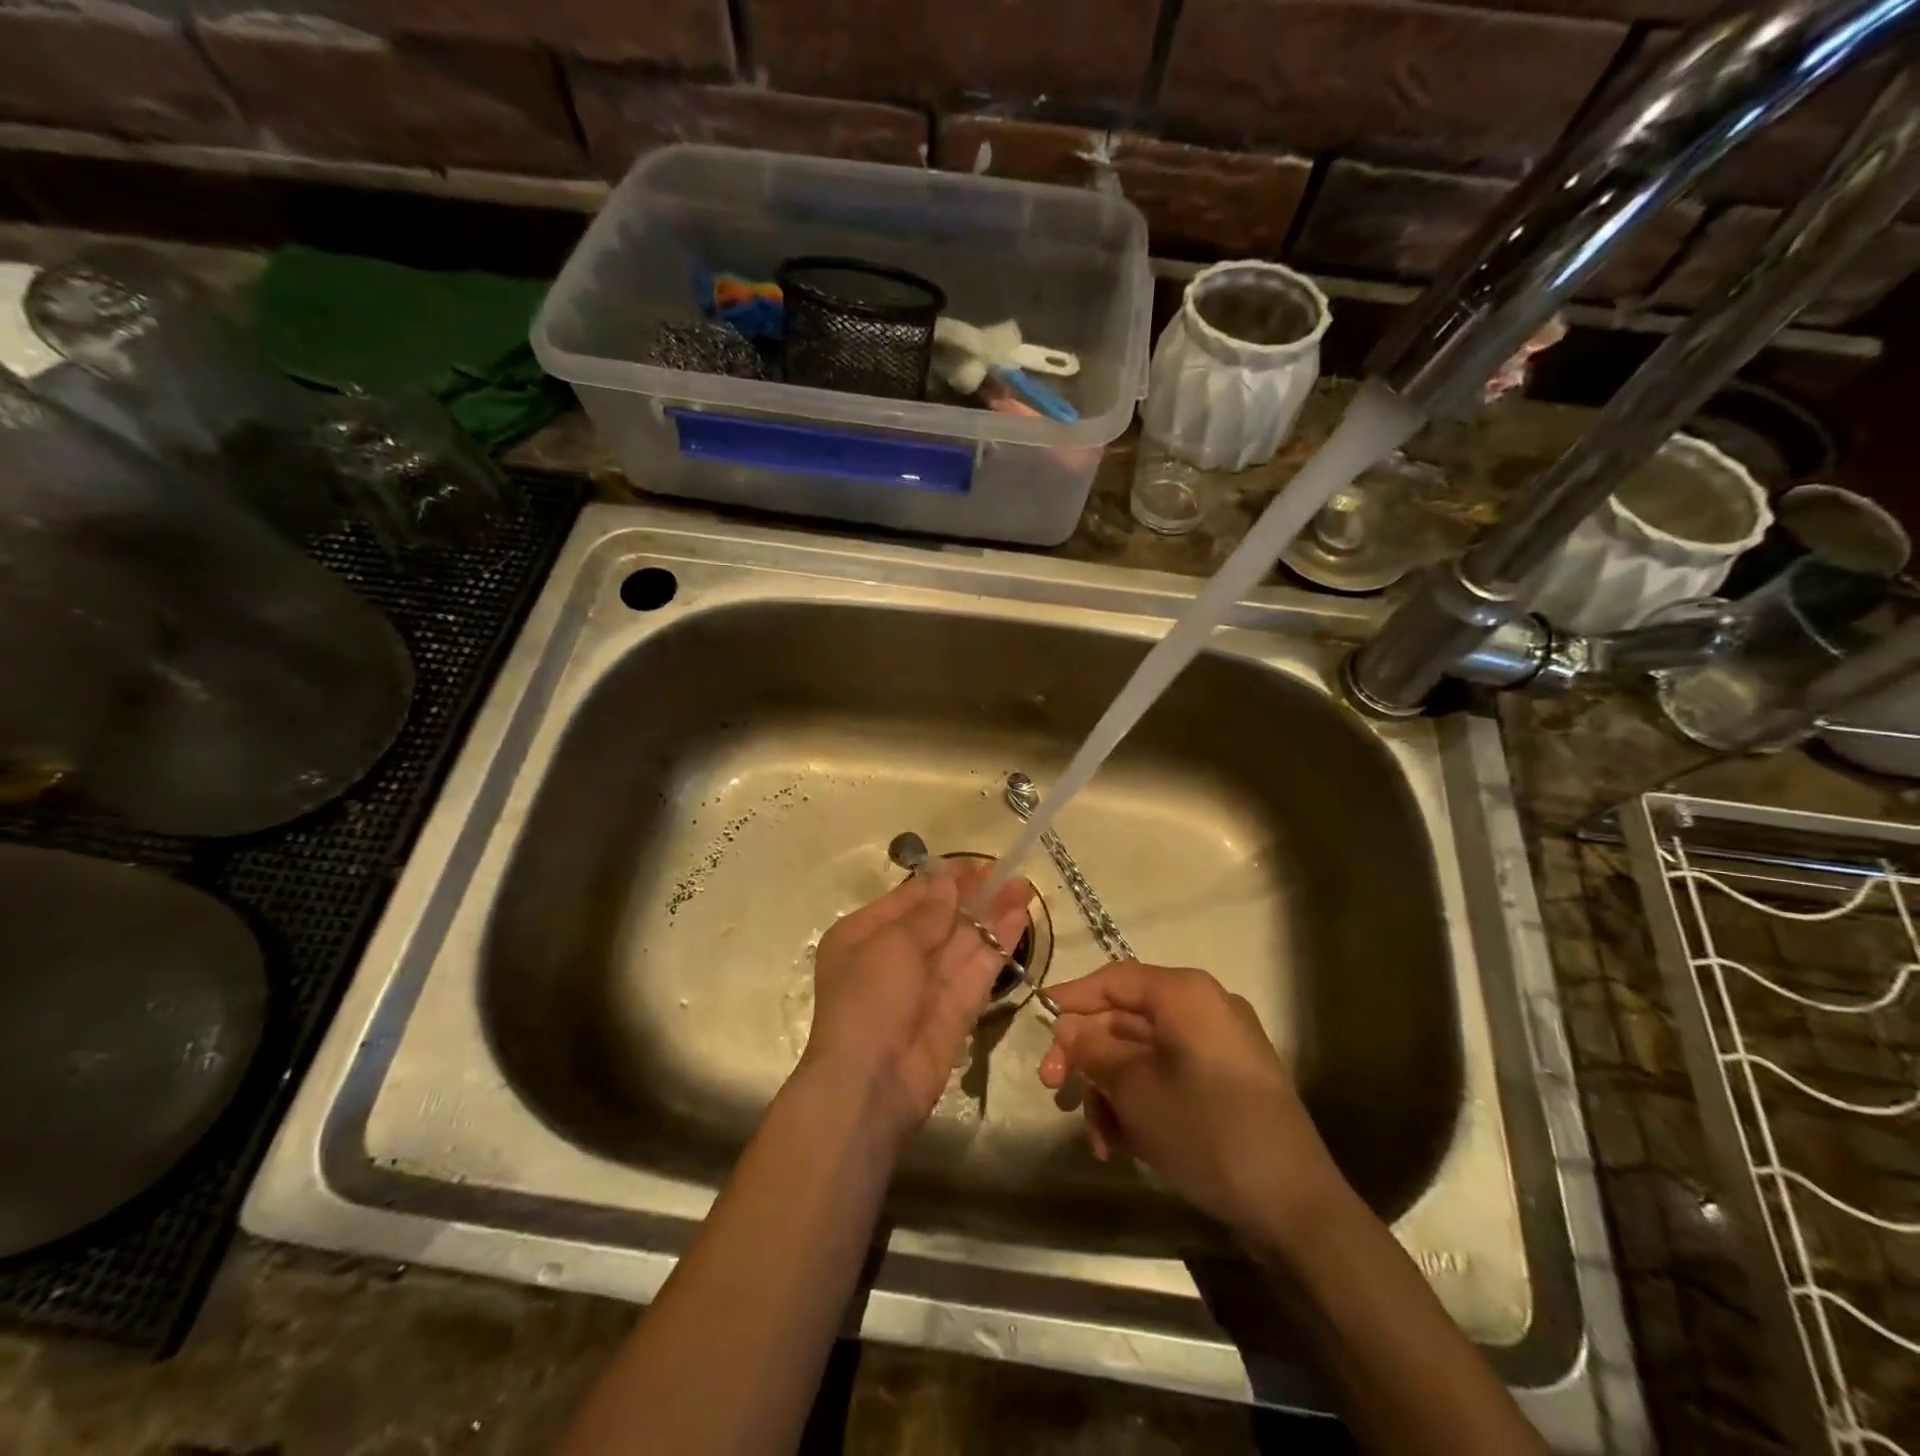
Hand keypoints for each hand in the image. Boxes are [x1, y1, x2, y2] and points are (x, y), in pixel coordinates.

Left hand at [801, 860, 1033, 1143]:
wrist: (871, 1084)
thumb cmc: (869, 999)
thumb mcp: (892, 944)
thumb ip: (928, 912)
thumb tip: (946, 878)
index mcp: (863, 936)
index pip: (909, 899)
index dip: (943, 880)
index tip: (977, 865)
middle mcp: (893, 958)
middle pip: (939, 919)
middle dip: (973, 896)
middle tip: (1008, 874)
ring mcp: (926, 986)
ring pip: (963, 943)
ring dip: (992, 916)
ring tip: (1023, 888)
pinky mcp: (954, 1012)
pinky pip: (976, 971)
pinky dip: (997, 945)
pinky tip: (1019, 920)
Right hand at [1037, 962, 1345, 1251]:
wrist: (1295, 1207)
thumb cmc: (1206, 1131)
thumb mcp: (1135, 1090)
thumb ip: (1093, 1050)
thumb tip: (1068, 1027)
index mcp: (1186, 995)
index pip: (1114, 980)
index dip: (1072, 998)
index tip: (1038, 1021)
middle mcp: (1205, 1009)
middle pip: (1126, 1019)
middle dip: (1089, 1058)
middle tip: (1054, 1090)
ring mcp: (1220, 1046)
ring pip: (1144, 1054)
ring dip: (1112, 1091)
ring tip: (1100, 1140)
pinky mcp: (1228, 1082)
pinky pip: (1170, 1076)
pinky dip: (1142, 1102)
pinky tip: (1125, 1145)